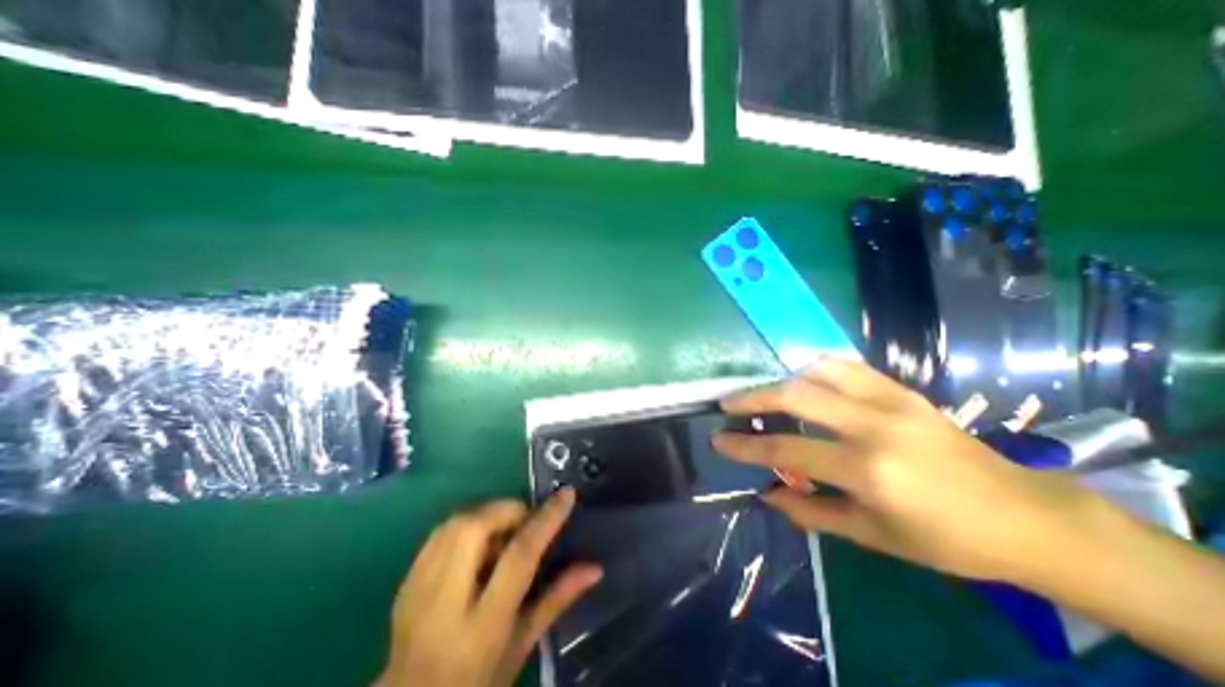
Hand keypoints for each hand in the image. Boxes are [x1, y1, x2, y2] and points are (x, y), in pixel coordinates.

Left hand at [376, 488, 601, 686]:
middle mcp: (445, 602)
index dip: (545, 520)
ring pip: (455, 523)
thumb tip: (594, 567)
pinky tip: (477, 543)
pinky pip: (440, 531)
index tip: (566, 494)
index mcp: (483, 625)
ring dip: (487, 514)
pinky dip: (466, 524)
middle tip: (526, 520)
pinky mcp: (406, 581)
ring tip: (503, 532)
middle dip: (508, 510)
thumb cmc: (478, 680)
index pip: (518, 556)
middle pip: (476, 528)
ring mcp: (418, 589)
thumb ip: (558, 599)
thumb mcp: (523, 644)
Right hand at [710, 357, 1101, 581]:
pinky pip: (847, 366)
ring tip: (765, 393)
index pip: (787, 450)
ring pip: (818, 371)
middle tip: (729, 404)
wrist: (1025, 515)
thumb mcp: (872, 536)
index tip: (718, 441)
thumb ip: (811, 512)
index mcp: (868, 470)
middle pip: (795, 396)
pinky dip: (815, 369)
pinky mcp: (902, 389)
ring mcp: (890, 400)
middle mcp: (874, 425)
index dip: (746, 446)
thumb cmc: (946, 538)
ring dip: (782, 379)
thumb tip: (767, 494)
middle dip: (753, 398)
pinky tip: (804, 379)